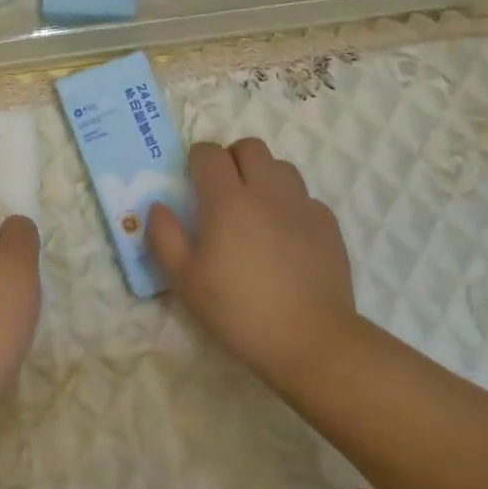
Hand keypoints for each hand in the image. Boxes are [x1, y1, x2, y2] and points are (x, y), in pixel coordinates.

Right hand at [147, 139, 358, 390]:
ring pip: (281, 166)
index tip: (193, 179)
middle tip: (223, 189)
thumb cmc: (240, 312)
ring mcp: (302, 205)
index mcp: (228, 200)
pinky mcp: (328, 224)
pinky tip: (286, 234)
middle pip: (250, 147)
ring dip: (264, 176)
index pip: (210, 153)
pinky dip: (291, 204)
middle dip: (232, 158)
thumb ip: (165, 238)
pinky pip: (305, 197)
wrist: (312, 341)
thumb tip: (158, 207)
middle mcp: (267, 191)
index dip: (197, 159)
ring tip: (256, 207)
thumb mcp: (186, 282)